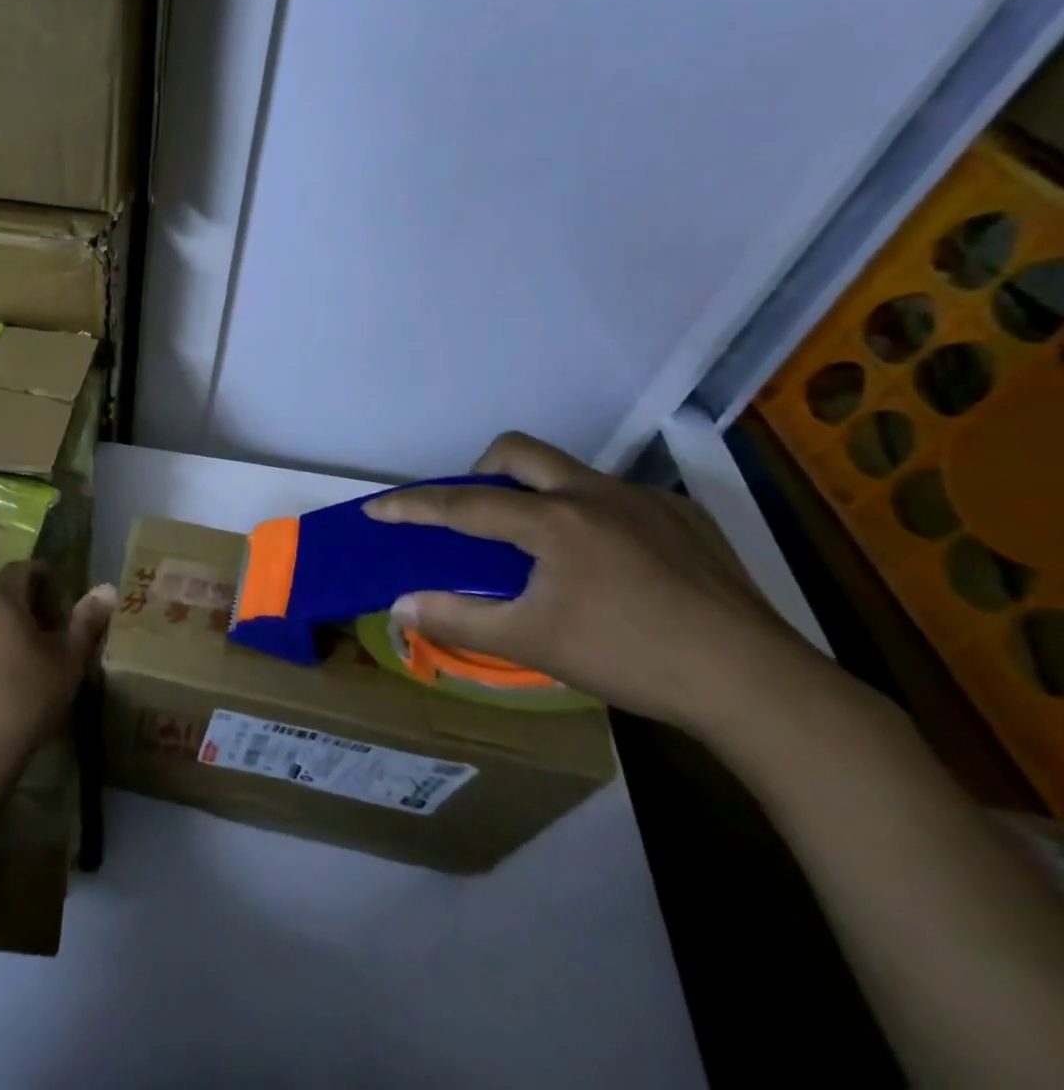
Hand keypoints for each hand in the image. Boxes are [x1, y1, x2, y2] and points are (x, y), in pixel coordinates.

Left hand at [0, 562, 115, 810]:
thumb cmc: (24, 700)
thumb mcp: (66, 662)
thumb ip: (85, 622)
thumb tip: (106, 589)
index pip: (22, 568)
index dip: (45, 578)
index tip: (64, 602)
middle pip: (2, 593)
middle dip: (30, 605)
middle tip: (55, 634)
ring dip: (9, 628)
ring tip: (32, 660)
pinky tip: (4, 681)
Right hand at [364, 431, 827, 736]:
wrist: (758, 684)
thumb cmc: (631, 658)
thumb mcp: (532, 642)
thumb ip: (458, 619)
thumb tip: (399, 606)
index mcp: (553, 520)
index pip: (464, 504)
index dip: (414, 506)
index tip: (377, 508)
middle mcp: (594, 493)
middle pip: (516, 451)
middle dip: (478, 470)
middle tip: (475, 514)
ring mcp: (645, 500)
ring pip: (569, 470)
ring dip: (537, 491)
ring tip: (543, 545)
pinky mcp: (685, 516)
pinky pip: (617, 496)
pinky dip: (591, 514)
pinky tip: (610, 563)